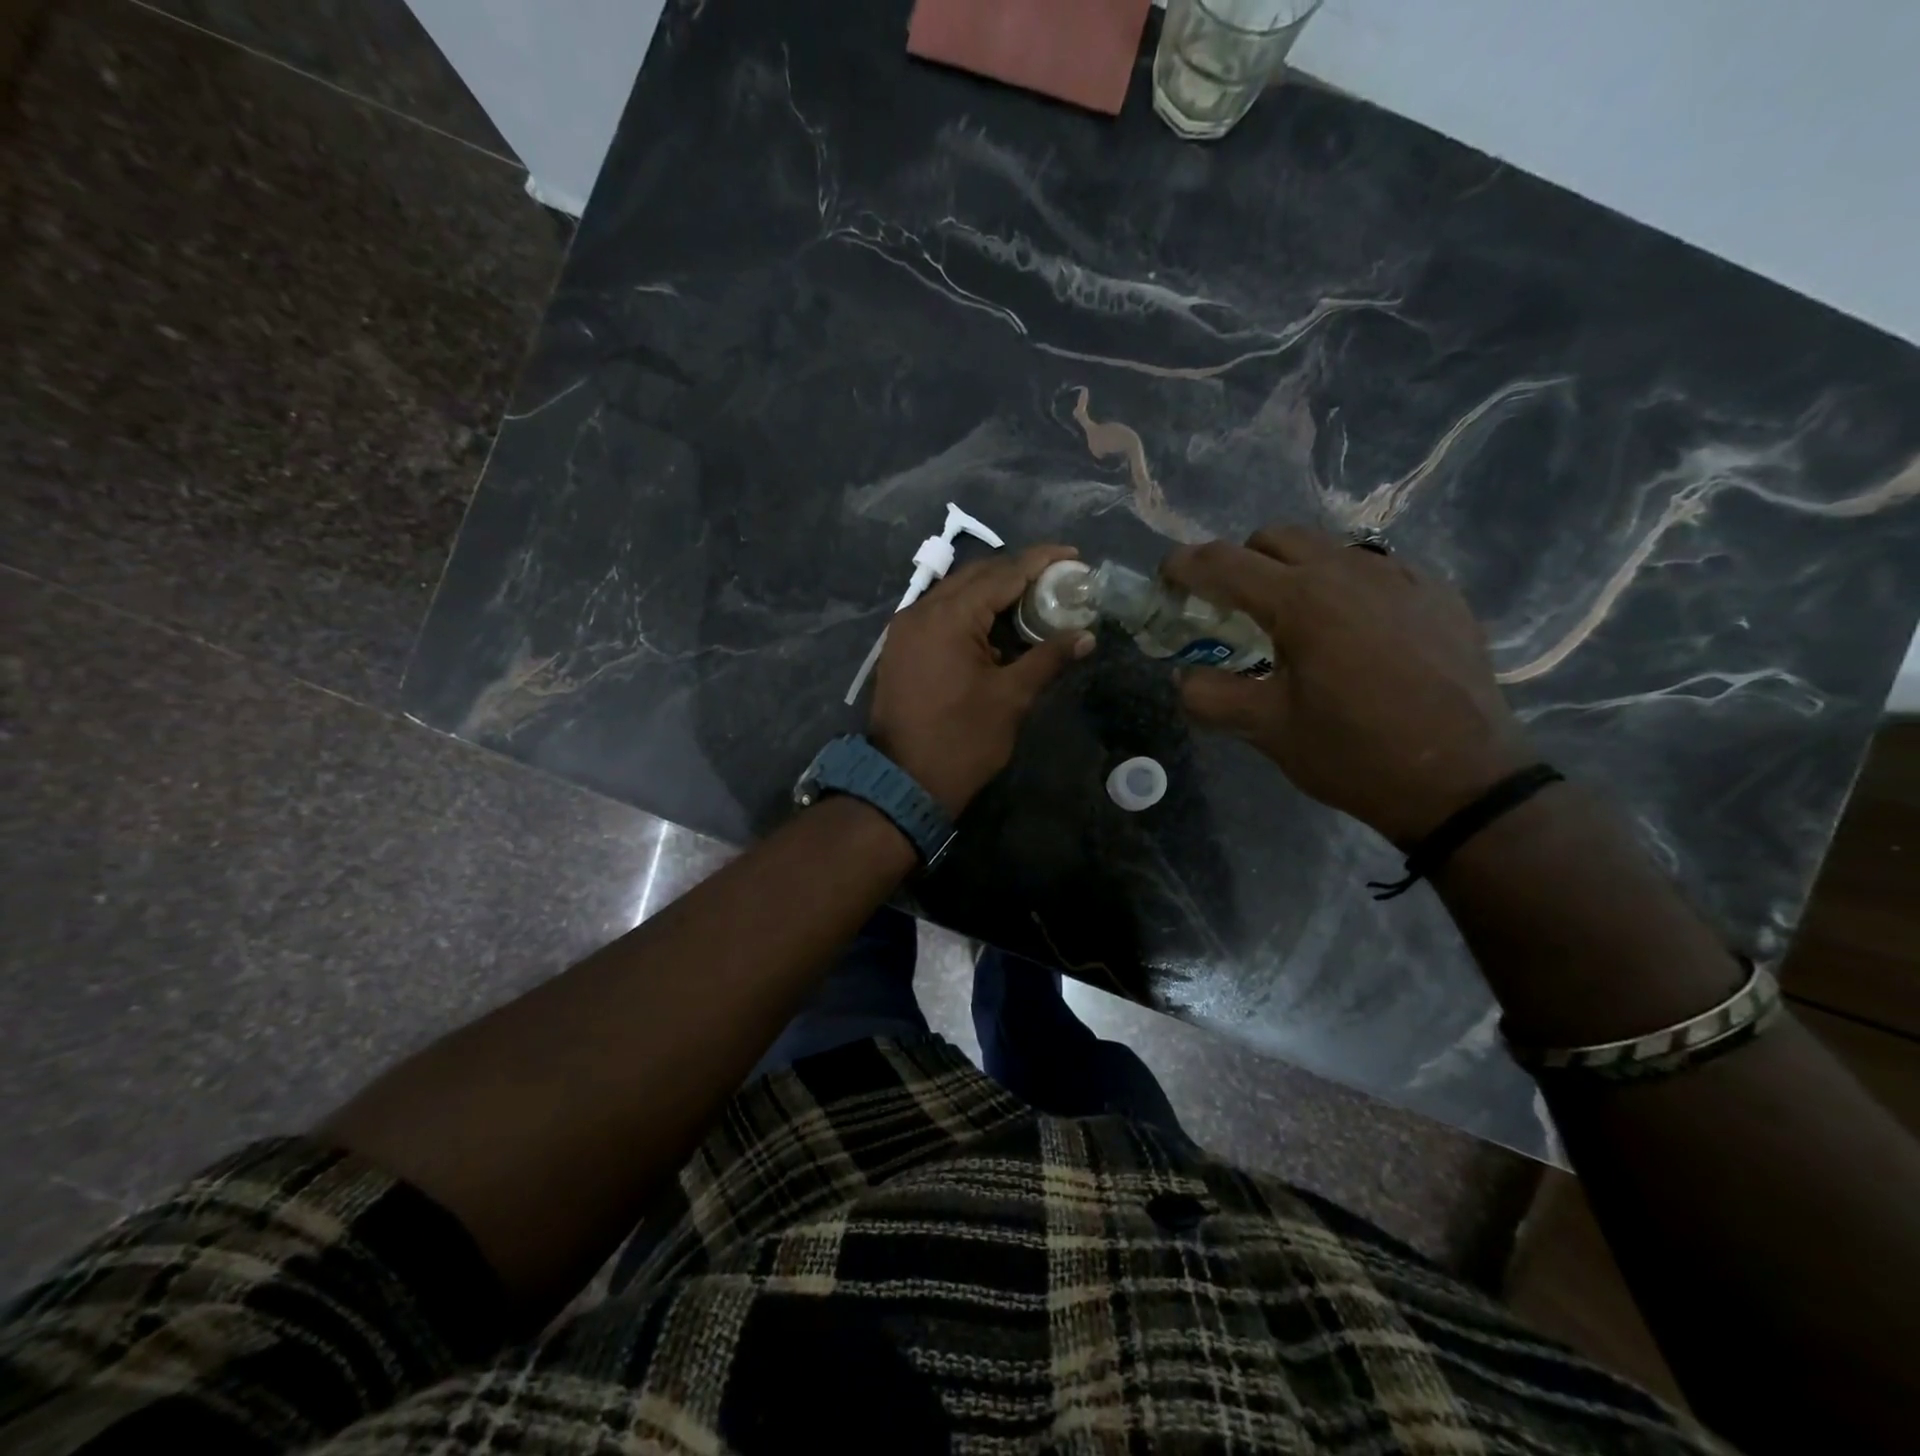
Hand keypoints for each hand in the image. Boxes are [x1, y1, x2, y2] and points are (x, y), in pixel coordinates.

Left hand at [870, 545, 1095, 816]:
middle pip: (976, 575)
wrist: (904, 783)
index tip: (1073, 556)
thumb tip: (1086, 636)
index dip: (1041, 562)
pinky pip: (939, 614)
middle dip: (1017, 572)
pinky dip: (970, 612)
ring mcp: (905, 629)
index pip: (1003, 573)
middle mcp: (921, 611)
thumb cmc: (962, 740)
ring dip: (992, 592)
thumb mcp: (1011, 698)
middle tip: (1056, 579)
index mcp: (949, 617)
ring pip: (955, 593)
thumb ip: (1048, 658)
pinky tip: (996, 625)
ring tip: (1032, 599)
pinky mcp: (901, 648)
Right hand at [1162, 524, 1532, 845]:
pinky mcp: (1437, 594)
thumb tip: (1185, 675)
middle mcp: (1350, 570)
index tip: (1166, 578)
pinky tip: (1352, 632)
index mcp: (1301, 600)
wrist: (1465, 782)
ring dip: (1293, 572)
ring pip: (1327, 548)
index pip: (1223, 562)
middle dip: (1239, 562)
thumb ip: (1209, 695)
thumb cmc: (1354, 755)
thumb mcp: (1266, 730)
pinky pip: (1375, 569)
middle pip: (1274, 538)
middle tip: (1230, 608)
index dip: (1184, 565)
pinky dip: (1343, 587)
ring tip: (1294, 623)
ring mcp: (1401, 576)